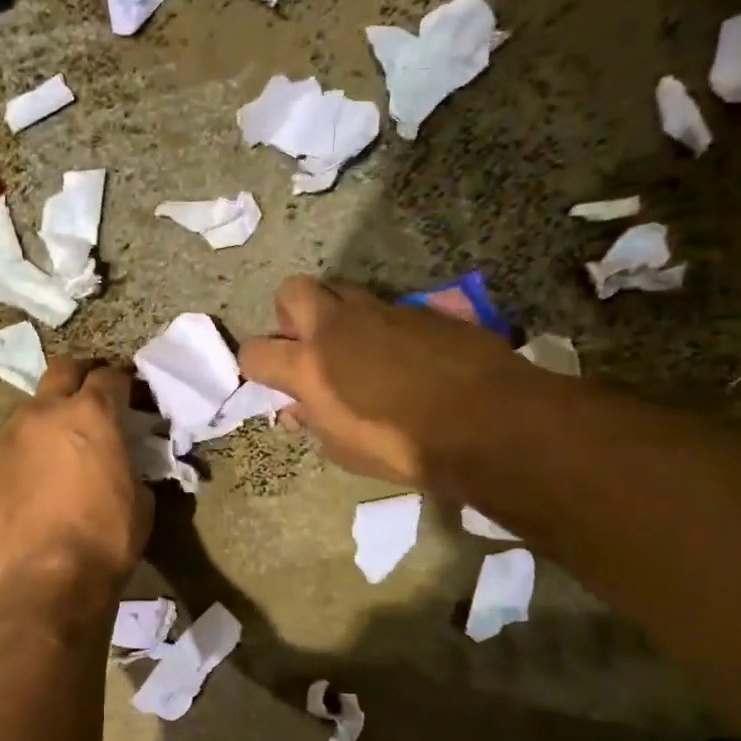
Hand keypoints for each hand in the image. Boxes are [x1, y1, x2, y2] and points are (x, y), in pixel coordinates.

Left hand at [0, 357, 152, 606]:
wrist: (46, 580)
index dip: (125, 380)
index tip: (133, 392)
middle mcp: (45, 413)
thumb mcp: (140, 499)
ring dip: (50, 413)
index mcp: (90, 414)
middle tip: (95, 394)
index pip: (110, 376)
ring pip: (32, 406)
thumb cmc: (106, 538)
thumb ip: (129, 465)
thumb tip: (121, 463)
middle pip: (63, 370)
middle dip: (82, 374)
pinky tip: (38, 475)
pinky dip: (30, 448)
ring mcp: (10, 438)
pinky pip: (13, 444)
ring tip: (62, 440)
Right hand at [239, 276, 522, 485]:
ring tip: (355, 349)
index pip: (255, 351)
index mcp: (309, 365)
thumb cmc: (403, 447)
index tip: (272, 381)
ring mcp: (381, 311)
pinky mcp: (420, 309)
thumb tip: (298, 409)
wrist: (486, 420)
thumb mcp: (344, 450)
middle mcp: (337, 326)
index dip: (257, 366)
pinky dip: (381, 327)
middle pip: (292, 292)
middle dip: (290, 315)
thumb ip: (313, 422)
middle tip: (308, 346)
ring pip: (341, 291)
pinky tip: (402, 356)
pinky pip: (386, 308)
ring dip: (337, 315)